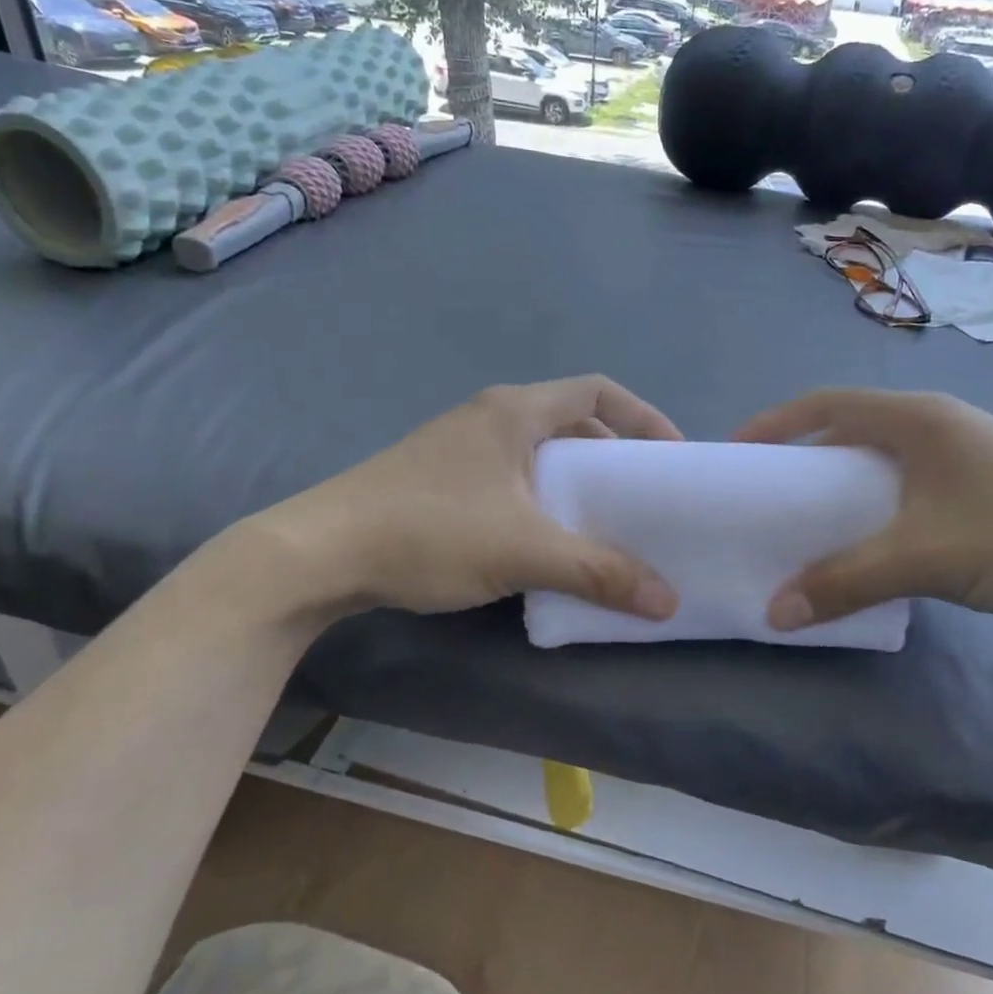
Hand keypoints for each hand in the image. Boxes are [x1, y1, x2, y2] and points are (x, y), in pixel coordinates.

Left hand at [237, 377, 683, 623]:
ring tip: (605, 525)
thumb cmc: (429, 532)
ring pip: (541, 456)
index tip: (673, 458)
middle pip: (573, 424)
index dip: (645, 417)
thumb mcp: (524, 551)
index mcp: (515, 411)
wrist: (318, 554)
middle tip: (644, 499)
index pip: (599, 392)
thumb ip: (599, 572)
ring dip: (577, 485)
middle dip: (614, 458)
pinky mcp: (442, 480)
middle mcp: (491, 417)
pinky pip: (514, 480)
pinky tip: (548, 543)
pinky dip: (544, 502)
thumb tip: (668, 601)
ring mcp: (462, 448)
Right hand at [735, 388, 992, 628]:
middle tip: (769, 492)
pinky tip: (875, 537)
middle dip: (804, 454)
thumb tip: (774, 611)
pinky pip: (910, 481)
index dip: (775, 424)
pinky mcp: (985, 482)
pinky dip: (877, 501)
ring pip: (882, 457)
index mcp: (918, 418)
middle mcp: (938, 422)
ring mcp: (966, 451)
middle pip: (851, 427)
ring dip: (842, 481)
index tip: (737, 453)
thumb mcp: (924, 557)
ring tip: (811, 517)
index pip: (825, 404)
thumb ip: (845, 581)